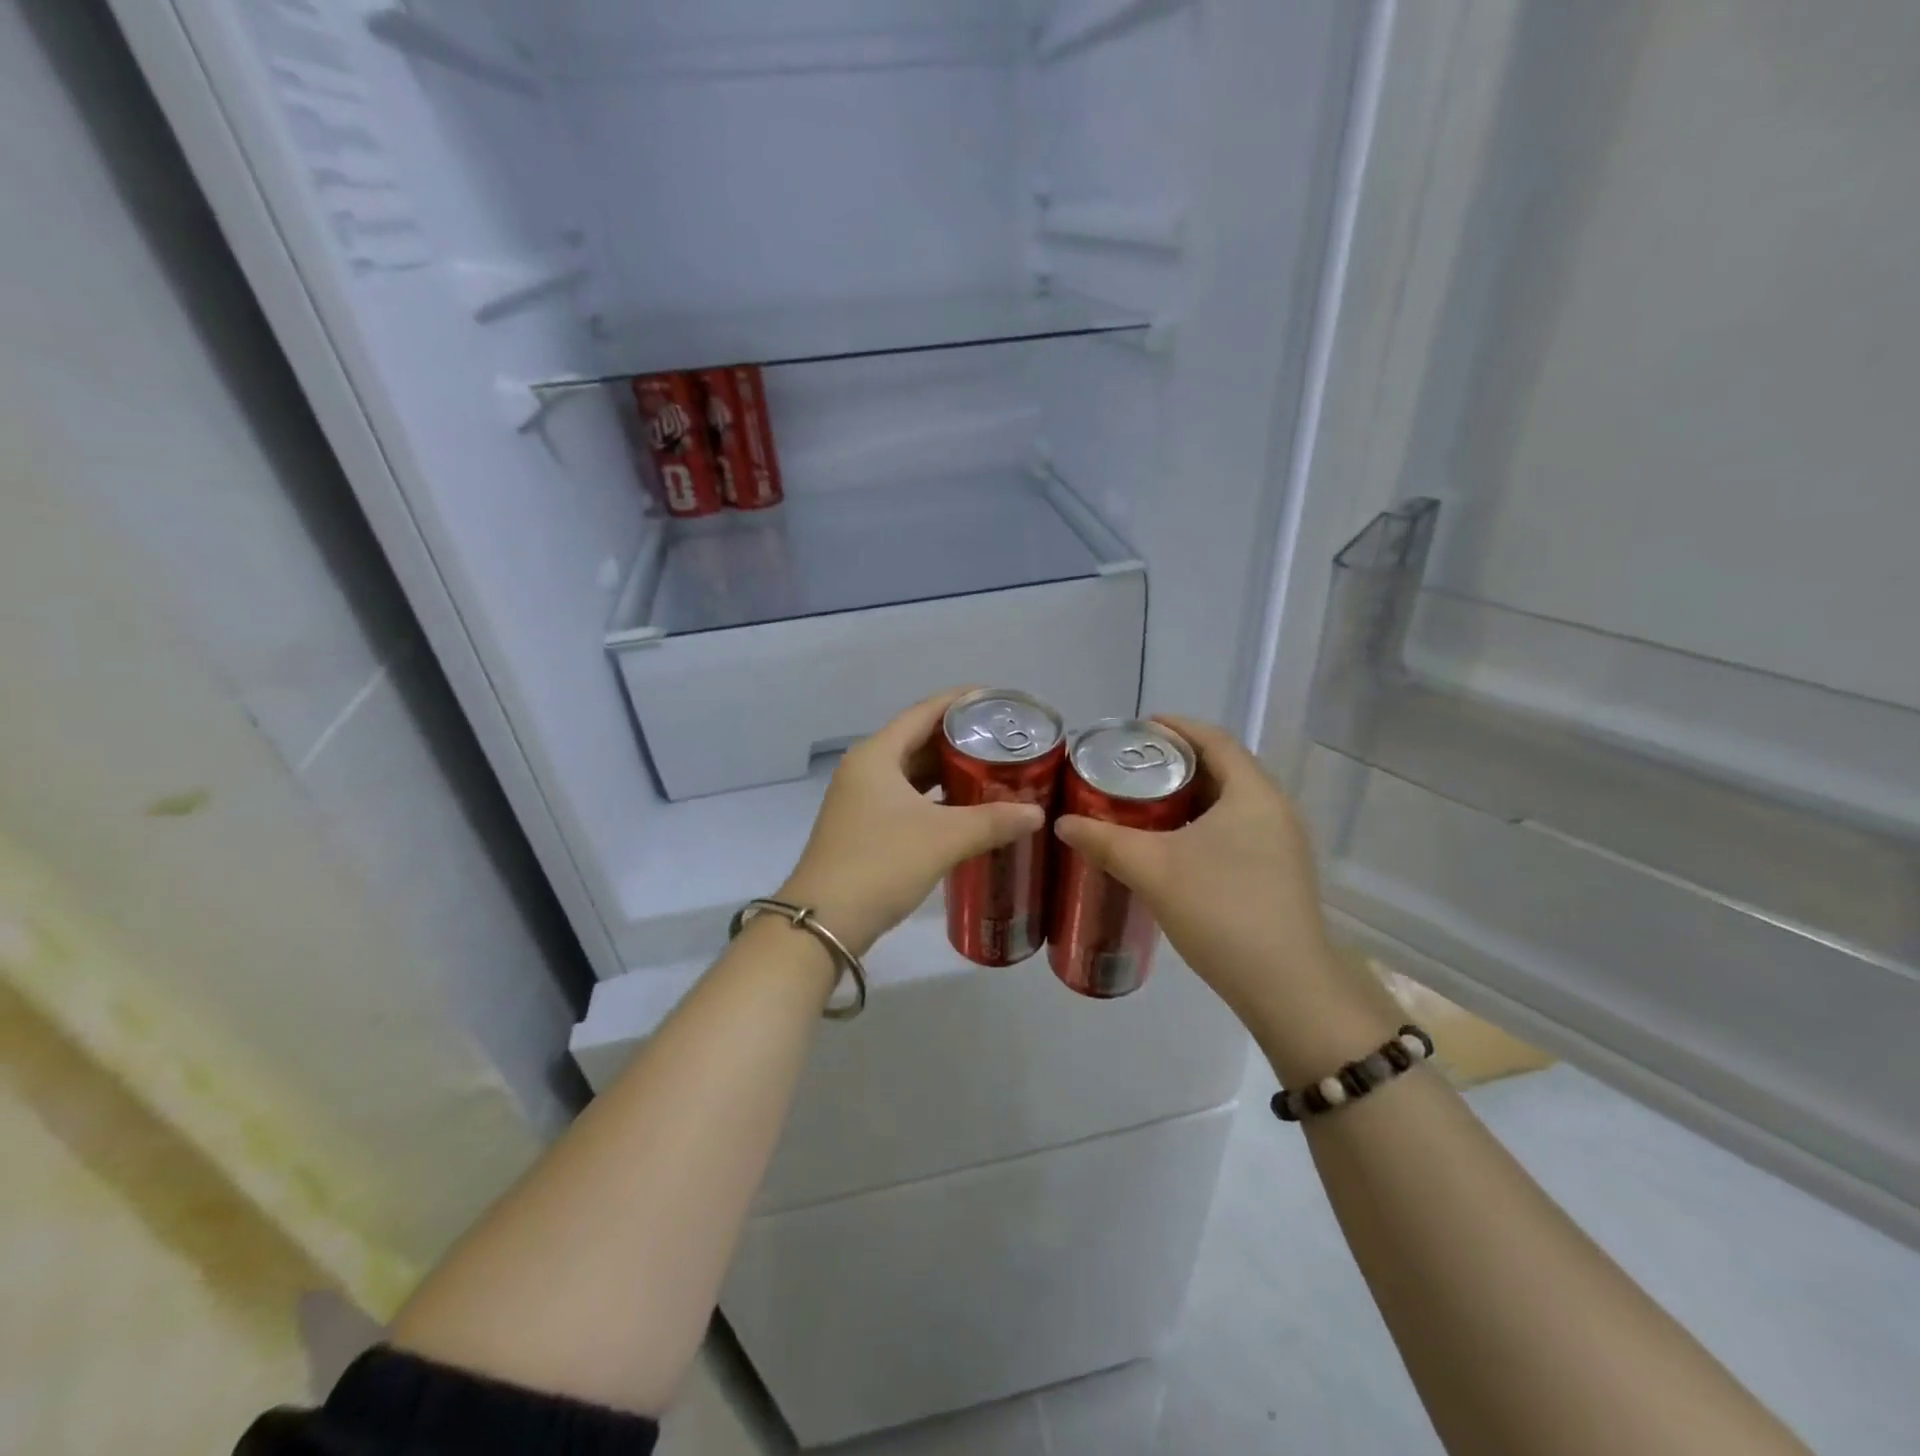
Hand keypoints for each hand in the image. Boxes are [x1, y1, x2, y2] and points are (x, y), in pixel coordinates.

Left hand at [779, 690, 1046, 955]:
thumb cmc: (881, 864)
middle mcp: (865, 769)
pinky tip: (964, 809)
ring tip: (991, 771)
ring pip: (912, 773)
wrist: (824, 922)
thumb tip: (1037, 814)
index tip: (997, 699)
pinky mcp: (863, 827)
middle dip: (959, 739)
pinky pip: (906, 798)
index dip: (960, 701)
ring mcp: (860, 799)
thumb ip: (993, 821)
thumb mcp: (943, 838)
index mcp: (877, 755)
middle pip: (918, 740)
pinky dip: (934, 798)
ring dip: (947, 771)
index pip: (924, 712)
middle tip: (1004, 741)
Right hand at [1053, 716, 1398, 1077]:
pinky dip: (1201, 825)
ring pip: (1228, 803)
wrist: (1287, 987)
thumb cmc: (1222, 911)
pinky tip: (1171, 847)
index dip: (1175, 727)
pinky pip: (1236, 830)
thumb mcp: (1154, 870)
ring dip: (1188, 797)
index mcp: (1252, 793)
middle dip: (1175, 763)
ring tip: (1142, 804)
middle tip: (1129, 768)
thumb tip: (1062, 823)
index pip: (1214, 739)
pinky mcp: (1279, 873)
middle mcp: (1274, 809)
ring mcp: (1282, 843)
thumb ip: (1105, 841)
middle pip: (1221, 768)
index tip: (1136, 728)